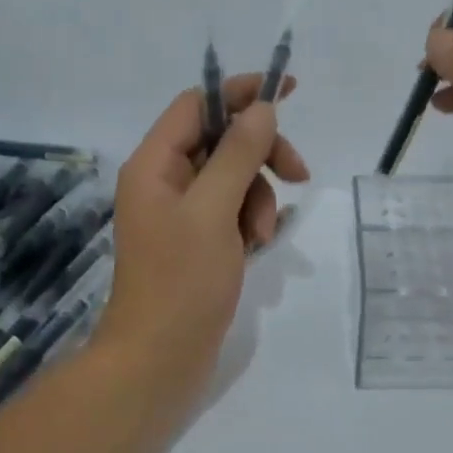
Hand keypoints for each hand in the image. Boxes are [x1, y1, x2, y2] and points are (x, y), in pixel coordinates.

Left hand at [94, 73, 309, 396]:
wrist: (159, 362)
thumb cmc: (181, 283)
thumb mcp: (213, 211)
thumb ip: (238, 154)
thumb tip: (261, 108)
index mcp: (154, 164)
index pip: (198, 104)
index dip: (240, 92)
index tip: (286, 91)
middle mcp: (164, 181)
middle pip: (222, 140)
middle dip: (261, 154)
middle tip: (298, 174)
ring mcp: (181, 213)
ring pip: (233, 177)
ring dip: (259, 197)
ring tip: (263, 236)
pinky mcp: (197, 240)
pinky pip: (232, 210)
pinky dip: (251, 220)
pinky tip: (259, 246)